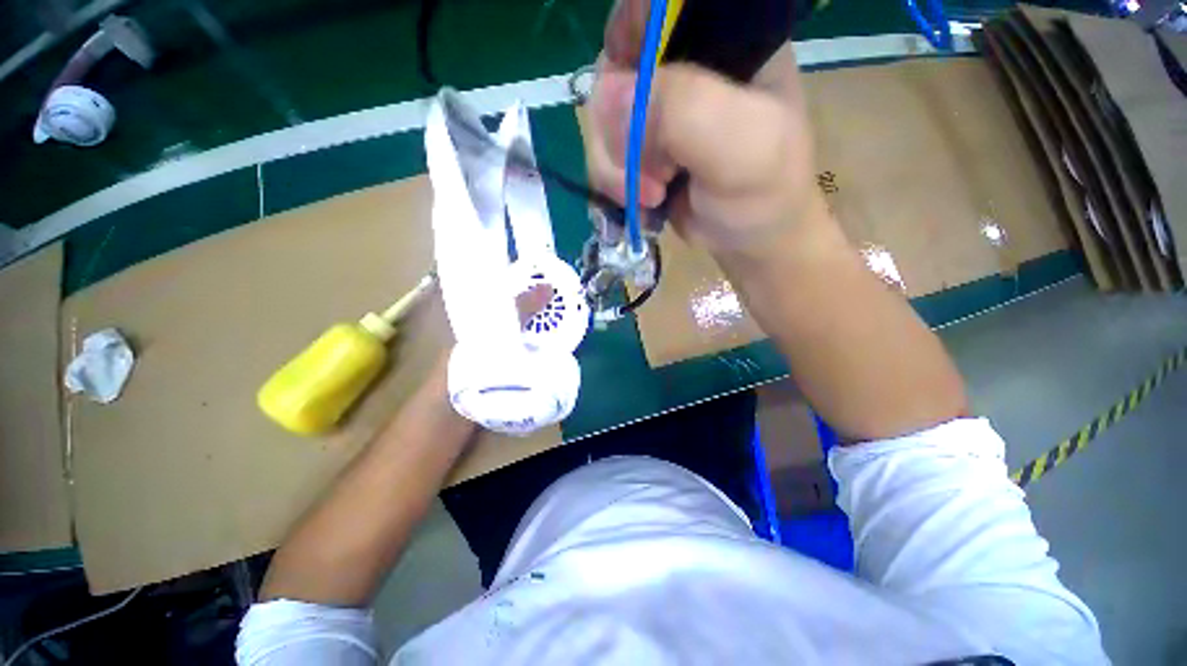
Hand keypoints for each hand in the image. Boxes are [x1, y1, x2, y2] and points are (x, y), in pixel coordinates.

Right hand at [587, 1, 825, 258]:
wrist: (748, 238)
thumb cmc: (762, 191)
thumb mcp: (742, 146)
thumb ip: (687, 110)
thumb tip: (609, 95)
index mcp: (717, 39)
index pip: (651, 11)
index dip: (627, 47)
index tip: (633, 107)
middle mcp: (679, 65)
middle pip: (613, 70)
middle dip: (621, 134)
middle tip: (652, 177)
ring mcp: (654, 110)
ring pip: (601, 120)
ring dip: (617, 168)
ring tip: (652, 197)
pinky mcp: (639, 147)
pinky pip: (602, 153)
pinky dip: (613, 184)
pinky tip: (640, 203)